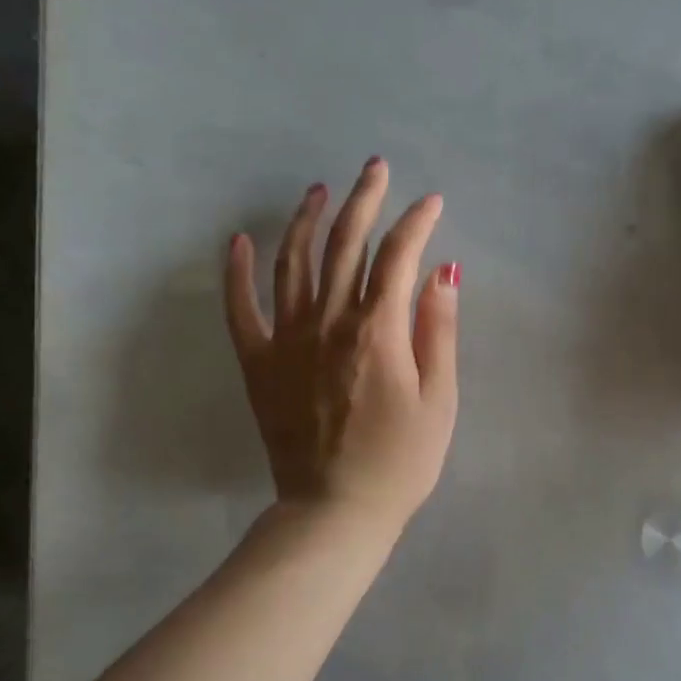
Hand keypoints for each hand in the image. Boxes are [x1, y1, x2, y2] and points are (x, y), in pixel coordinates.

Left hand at [224, 158, 459, 539]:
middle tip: (375, 168)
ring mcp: (287, 339)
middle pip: (344, 244)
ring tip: (318, 191)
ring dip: (306, 219)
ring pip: (292, 262)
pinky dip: (237, 272)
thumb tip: (443, 272)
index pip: (398, 257)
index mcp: (378, 331)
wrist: (334, 512)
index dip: (417, 223)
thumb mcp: (440, 400)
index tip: (431, 203)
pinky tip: (239, 240)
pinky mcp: (259, 363)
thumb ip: (439, 331)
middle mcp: (329, 322)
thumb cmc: (400, 461)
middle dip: (364, 200)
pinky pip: (240, 309)